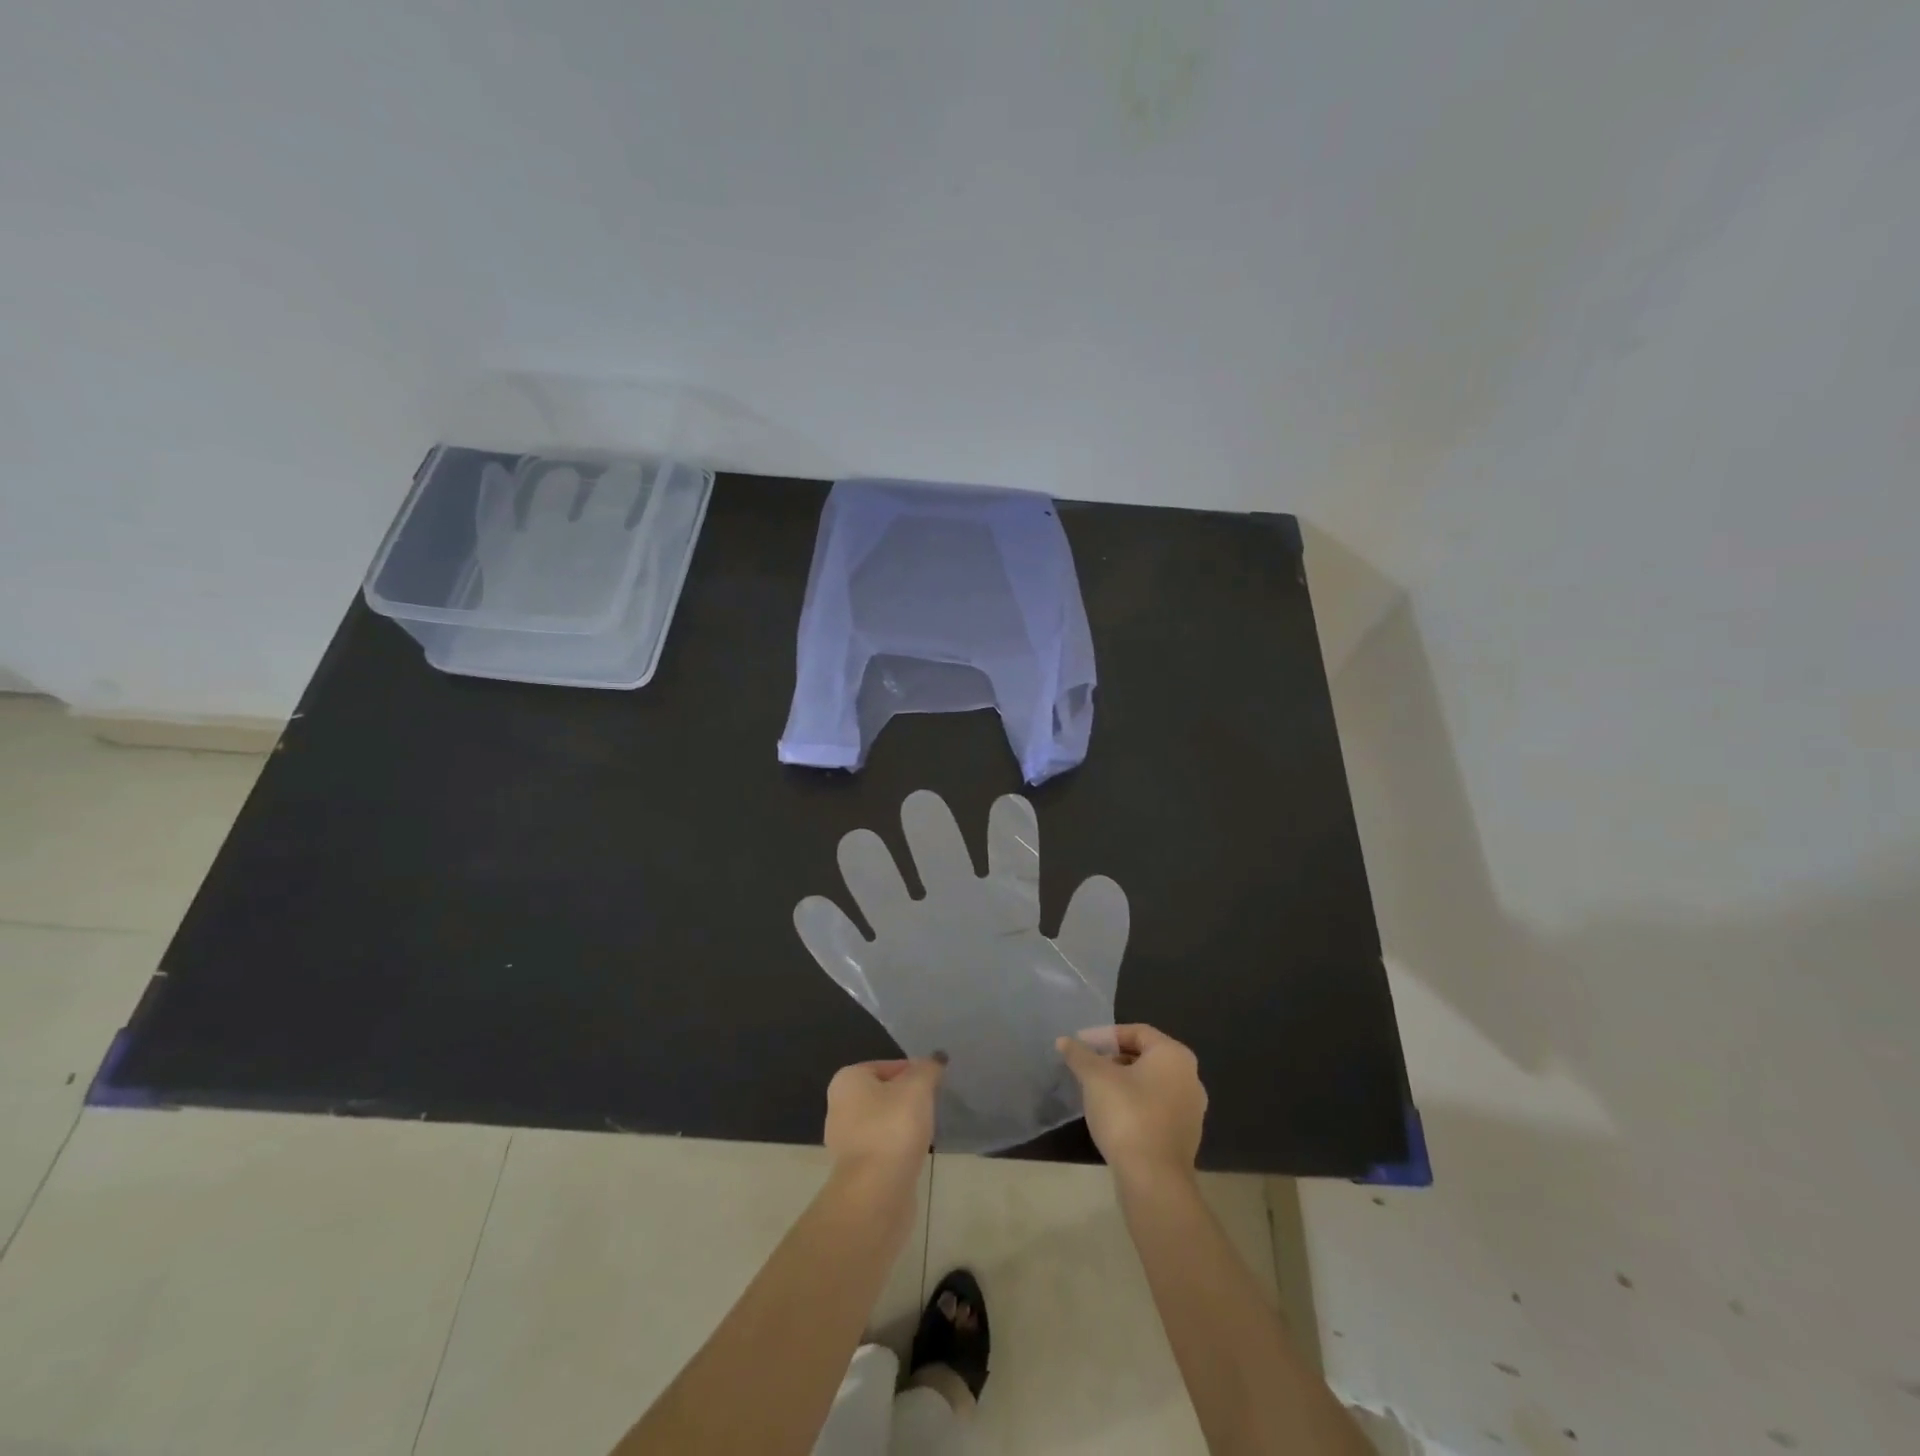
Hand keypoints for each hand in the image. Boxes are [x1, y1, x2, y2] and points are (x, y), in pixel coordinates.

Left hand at [823, 1057, 943, 1182]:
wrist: (876, 1193)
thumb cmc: (893, 1128)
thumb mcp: (918, 1087)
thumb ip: (928, 1068)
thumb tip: (936, 1058)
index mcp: (847, 1080)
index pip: (888, 1065)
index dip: (914, 1072)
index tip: (934, 1086)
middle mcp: (839, 1107)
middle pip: (884, 1093)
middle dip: (908, 1098)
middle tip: (933, 1105)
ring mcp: (845, 1141)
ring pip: (883, 1122)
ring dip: (904, 1125)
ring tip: (928, 1130)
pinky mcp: (856, 1170)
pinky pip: (883, 1148)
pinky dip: (898, 1148)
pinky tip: (915, 1153)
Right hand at [1058, 1025, 1206, 1182]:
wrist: (1154, 1180)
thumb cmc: (1127, 1115)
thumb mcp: (1095, 1078)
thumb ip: (1080, 1055)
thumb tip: (1064, 1041)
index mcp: (1174, 1055)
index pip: (1136, 1031)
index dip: (1105, 1035)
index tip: (1080, 1044)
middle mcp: (1190, 1077)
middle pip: (1145, 1056)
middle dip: (1113, 1057)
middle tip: (1086, 1066)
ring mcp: (1191, 1109)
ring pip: (1150, 1083)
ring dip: (1122, 1081)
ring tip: (1094, 1090)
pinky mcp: (1185, 1136)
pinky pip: (1156, 1107)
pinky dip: (1134, 1103)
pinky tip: (1112, 1115)